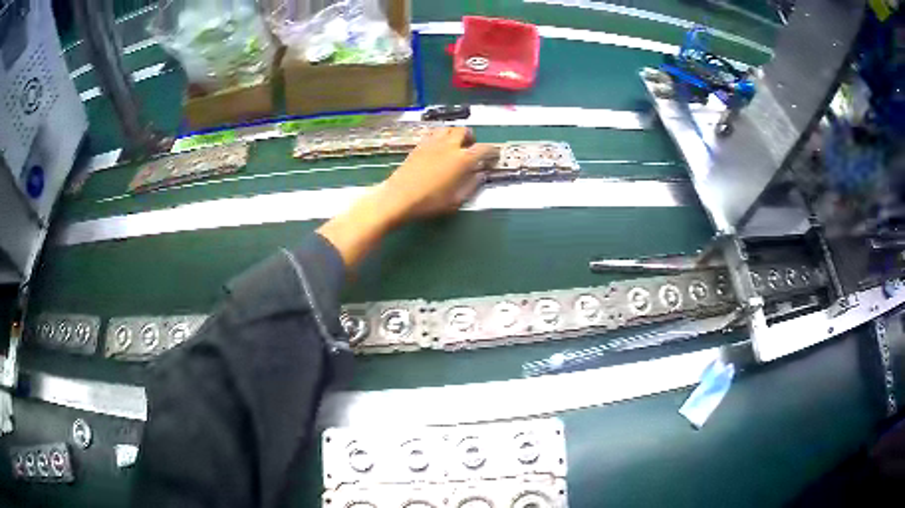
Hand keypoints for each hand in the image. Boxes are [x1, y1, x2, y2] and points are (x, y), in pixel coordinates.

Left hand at [317, 127, 494, 267]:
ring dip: (455, 135)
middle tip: (471, 149)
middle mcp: (449, 145)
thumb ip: (471, 185)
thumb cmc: (429, 202)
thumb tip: (480, 174)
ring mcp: (432, 143)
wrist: (398, 197)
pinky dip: (441, 137)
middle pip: (464, 131)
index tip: (494, 156)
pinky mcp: (419, 145)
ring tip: (455, 146)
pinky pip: (434, 133)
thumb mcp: (456, 200)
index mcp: (462, 159)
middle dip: (472, 138)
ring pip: (448, 129)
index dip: (492, 152)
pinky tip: (438, 148)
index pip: (484, 148)